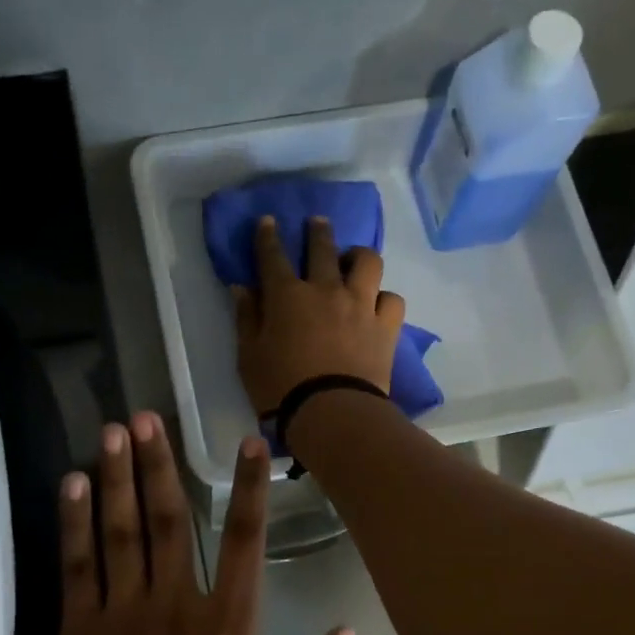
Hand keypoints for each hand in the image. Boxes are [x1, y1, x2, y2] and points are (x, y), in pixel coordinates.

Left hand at [37, 412, 348, 634]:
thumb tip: (346, 630)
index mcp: (231, 628)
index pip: (246, 540)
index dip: (248, 487)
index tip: (246, 442)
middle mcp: (177, 606)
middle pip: (169, 518)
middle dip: (160, 462)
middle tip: (148, 414)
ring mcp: (122, 615)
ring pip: (119, 530)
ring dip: (116, 476)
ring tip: (114, 430)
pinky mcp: (79, 632)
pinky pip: (76, 565)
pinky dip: (73, 522)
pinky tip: (71, 484)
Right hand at [234, 215, 405, 412]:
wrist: (332, 413)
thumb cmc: (280, 388)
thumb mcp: (249, 356)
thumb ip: (246, 318)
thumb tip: (242, 288)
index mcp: (287, 296)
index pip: (273, 256)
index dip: (268, 236)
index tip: (268, 221)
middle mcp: (326, 290)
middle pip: (323, 248)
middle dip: (317, 231)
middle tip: (317, 223)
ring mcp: (361, 305)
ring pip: (367, 262)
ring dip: (358, 256)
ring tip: (354, 261)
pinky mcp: (386, 327)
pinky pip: (392, 299)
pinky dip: (383, 298)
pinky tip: (377, 304)